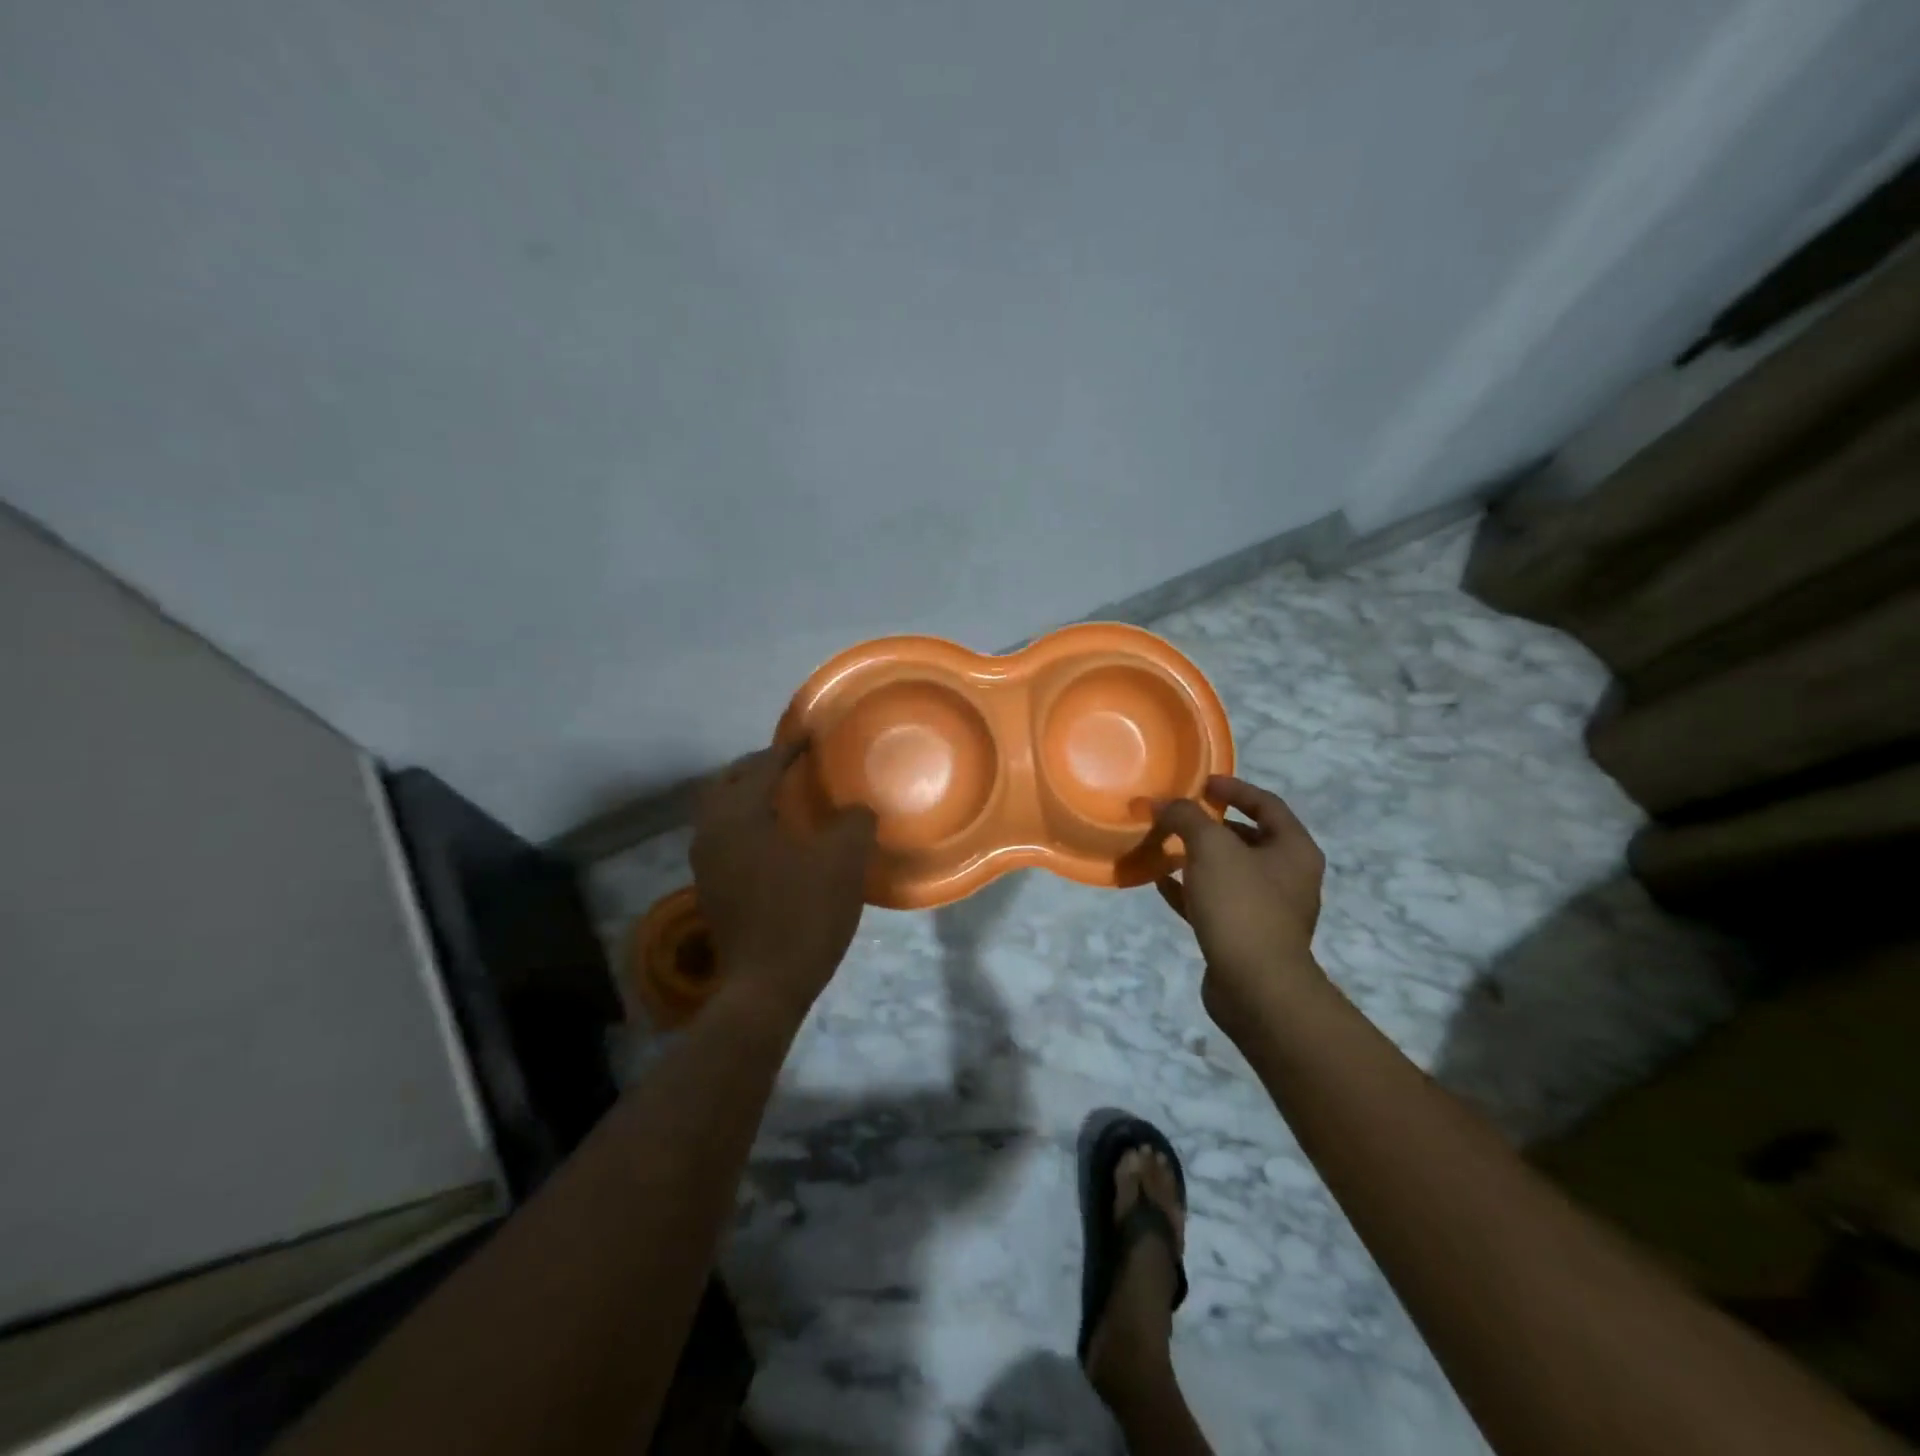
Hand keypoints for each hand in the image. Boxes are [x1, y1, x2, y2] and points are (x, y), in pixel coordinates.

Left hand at [691, 739, 877, 1026]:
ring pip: (720, 810)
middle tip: (791, 762)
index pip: (761, 766)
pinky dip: (746, 821)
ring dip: (747, 794)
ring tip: (783, 794)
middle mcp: (711, 832)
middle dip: (757, 766)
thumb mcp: (843, 861)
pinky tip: (775, 836)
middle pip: (727, 782)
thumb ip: (854, 822)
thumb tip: (856, 809)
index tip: (811, 737)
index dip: (789, 748)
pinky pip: (724, 836)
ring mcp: (706, 863)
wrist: (766, 987)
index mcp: (739, 816)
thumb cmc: (804, 915)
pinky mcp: (711, 888)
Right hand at [1151, 775, 1328, 1037]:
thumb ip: (1185, 817)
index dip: (1233, 788)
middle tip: (1178, 816)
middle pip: (1248, 838)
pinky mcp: (1245, 936)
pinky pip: (1215, 902)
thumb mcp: (1210, 847)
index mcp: (1294, 850)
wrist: (1256, 987)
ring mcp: (1268, 910)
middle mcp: (1288, 877)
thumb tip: (1160, 803)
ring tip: (1164, 845)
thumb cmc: (1241, 905)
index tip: (1200, 783)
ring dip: (1198, 857)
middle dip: (1211, 825)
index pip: (1266, 803)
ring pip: (1229, 871)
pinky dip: (1190, 889)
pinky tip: (1160, 883)